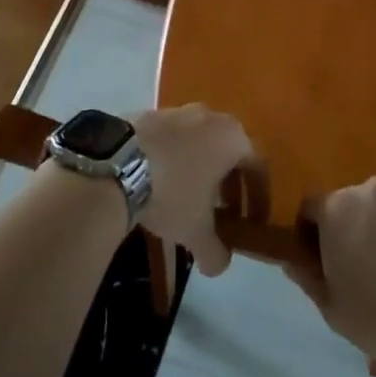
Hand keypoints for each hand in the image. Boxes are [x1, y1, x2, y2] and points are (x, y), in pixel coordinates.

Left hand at [130, 106, 257, 276]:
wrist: (116, 164)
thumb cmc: (171, 192)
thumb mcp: (196, 231)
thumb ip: (216, 252)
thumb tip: (218, 265)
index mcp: (233, 138)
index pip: (258, 168)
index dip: (259, 199)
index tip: (254, 222)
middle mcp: (211, 116)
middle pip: (230, 152)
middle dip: (230, 185)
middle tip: (224, 214)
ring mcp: (179, 111)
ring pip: (201, 143)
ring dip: (202, 171)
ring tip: (191, 200)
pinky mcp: (151, 114)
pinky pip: (174, 140)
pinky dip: (176, 160)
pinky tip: (162, 183)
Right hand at [285, 178, 375, 367]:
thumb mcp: (333, 310)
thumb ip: (307, 279)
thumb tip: (290, 260)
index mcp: (336, 208)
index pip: (312, 208)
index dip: (312, 232)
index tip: (323, 258)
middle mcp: (368, 188)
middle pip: (352, 202)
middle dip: (353, 225)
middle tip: (367, 263)